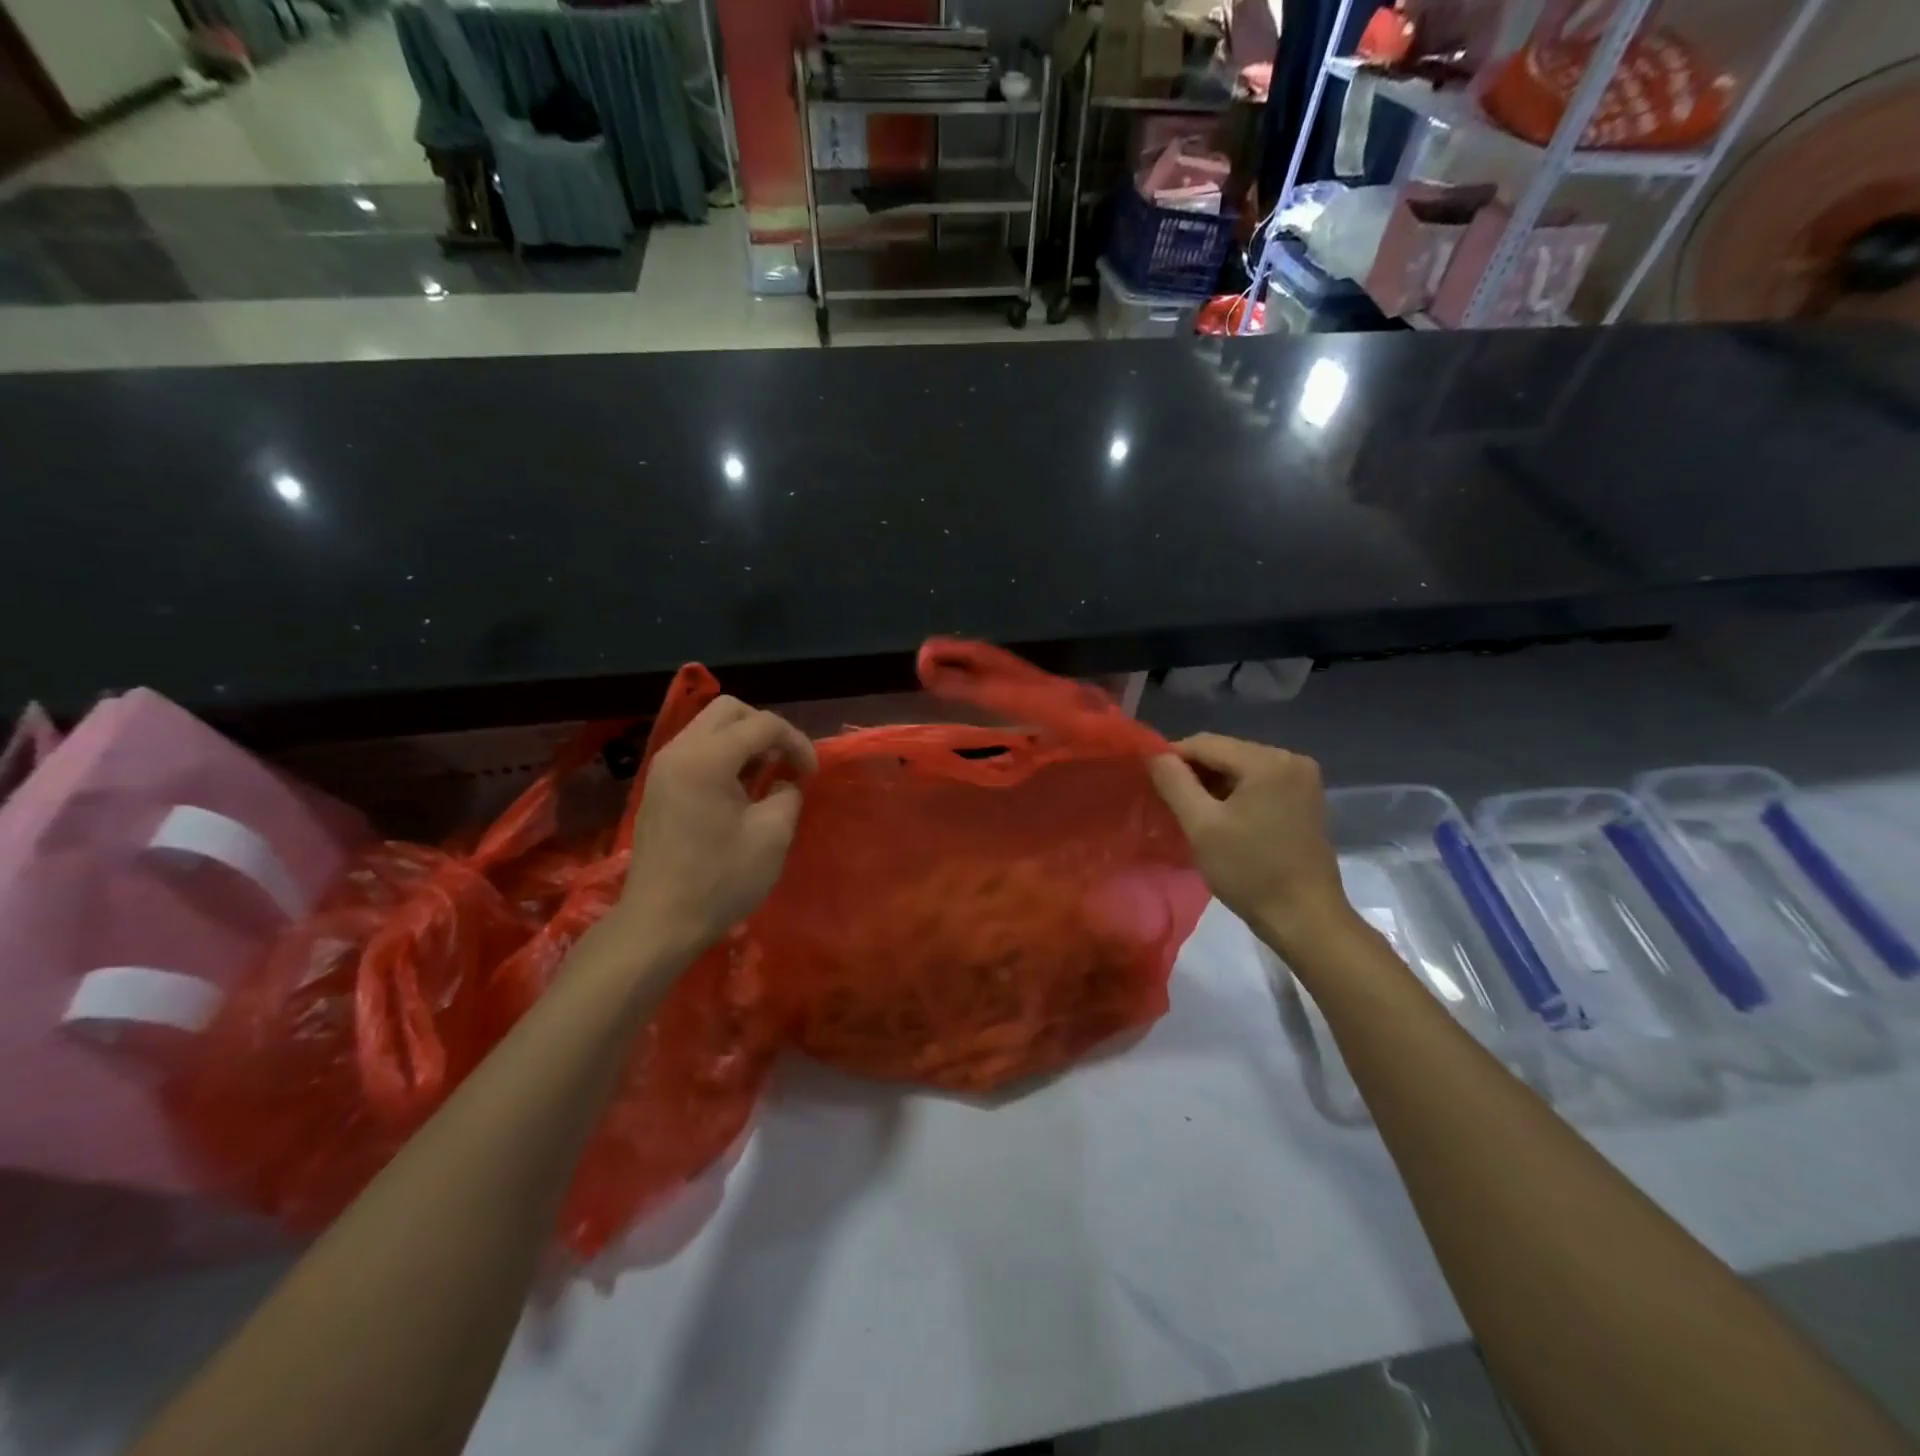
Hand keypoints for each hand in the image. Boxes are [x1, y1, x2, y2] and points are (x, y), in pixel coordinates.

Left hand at [617, 697, 817, 953]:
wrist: (658, 922)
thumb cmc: (720, 880)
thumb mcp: (772, 836)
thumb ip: (788, 795)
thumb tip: (785, 782)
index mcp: (707, 758)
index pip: (763, 724)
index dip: (796, 742)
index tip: (811, 774)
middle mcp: (679, 750)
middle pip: (729, 710)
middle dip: (766, 729)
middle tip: (786, 763)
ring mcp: (663, 767)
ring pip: (709, 727)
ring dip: (743, 741)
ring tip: (765, 775)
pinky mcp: (658, 786)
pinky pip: (695, 749)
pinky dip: (723, 756)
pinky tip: (738, 789)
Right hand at [1149, 734, 1355, 952]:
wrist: (1304, 918)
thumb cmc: (1250, 871)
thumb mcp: (1201, 825)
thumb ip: (1174, 783)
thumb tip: (1154, 754)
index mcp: (1268, 761)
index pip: (1206, 743)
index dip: (1171, 757)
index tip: (1148, 779)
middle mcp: (1291, 759)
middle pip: (1226, 753)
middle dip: (1194, 773)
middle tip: (1167, 800)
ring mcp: (1302, 779)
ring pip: (1241, 768)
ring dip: (1213, 785)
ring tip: (1190, 811)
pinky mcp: (1305, 799)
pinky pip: (1258, 783)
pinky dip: (1235, 795)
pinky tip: (1220, 818)